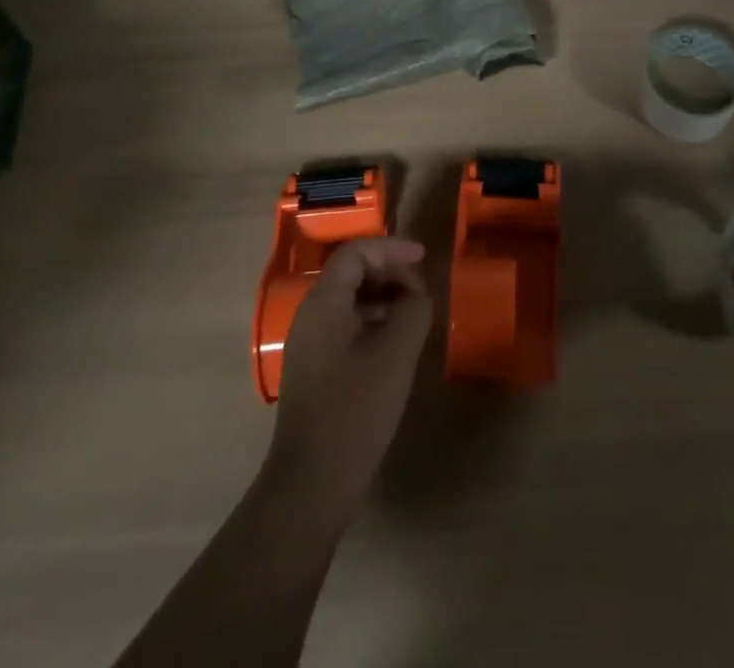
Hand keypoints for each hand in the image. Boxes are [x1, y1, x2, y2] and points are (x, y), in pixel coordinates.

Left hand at [266, 238, 431, 515]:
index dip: (391, 248)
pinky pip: (346, 327)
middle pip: (351, 273)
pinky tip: (396, 345)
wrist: (311, 484)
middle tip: (422, 290)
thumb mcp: (396, 353)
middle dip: (390, 272)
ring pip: (350, 302)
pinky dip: (374, 322)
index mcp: (324, 303)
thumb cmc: (355, 410)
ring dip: (384, 298)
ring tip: (415, 316)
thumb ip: (413, 310)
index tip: (423, 258)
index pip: (356, 253)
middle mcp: (310, 316)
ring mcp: (309, 345)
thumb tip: (418, 295)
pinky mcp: (316, 371)